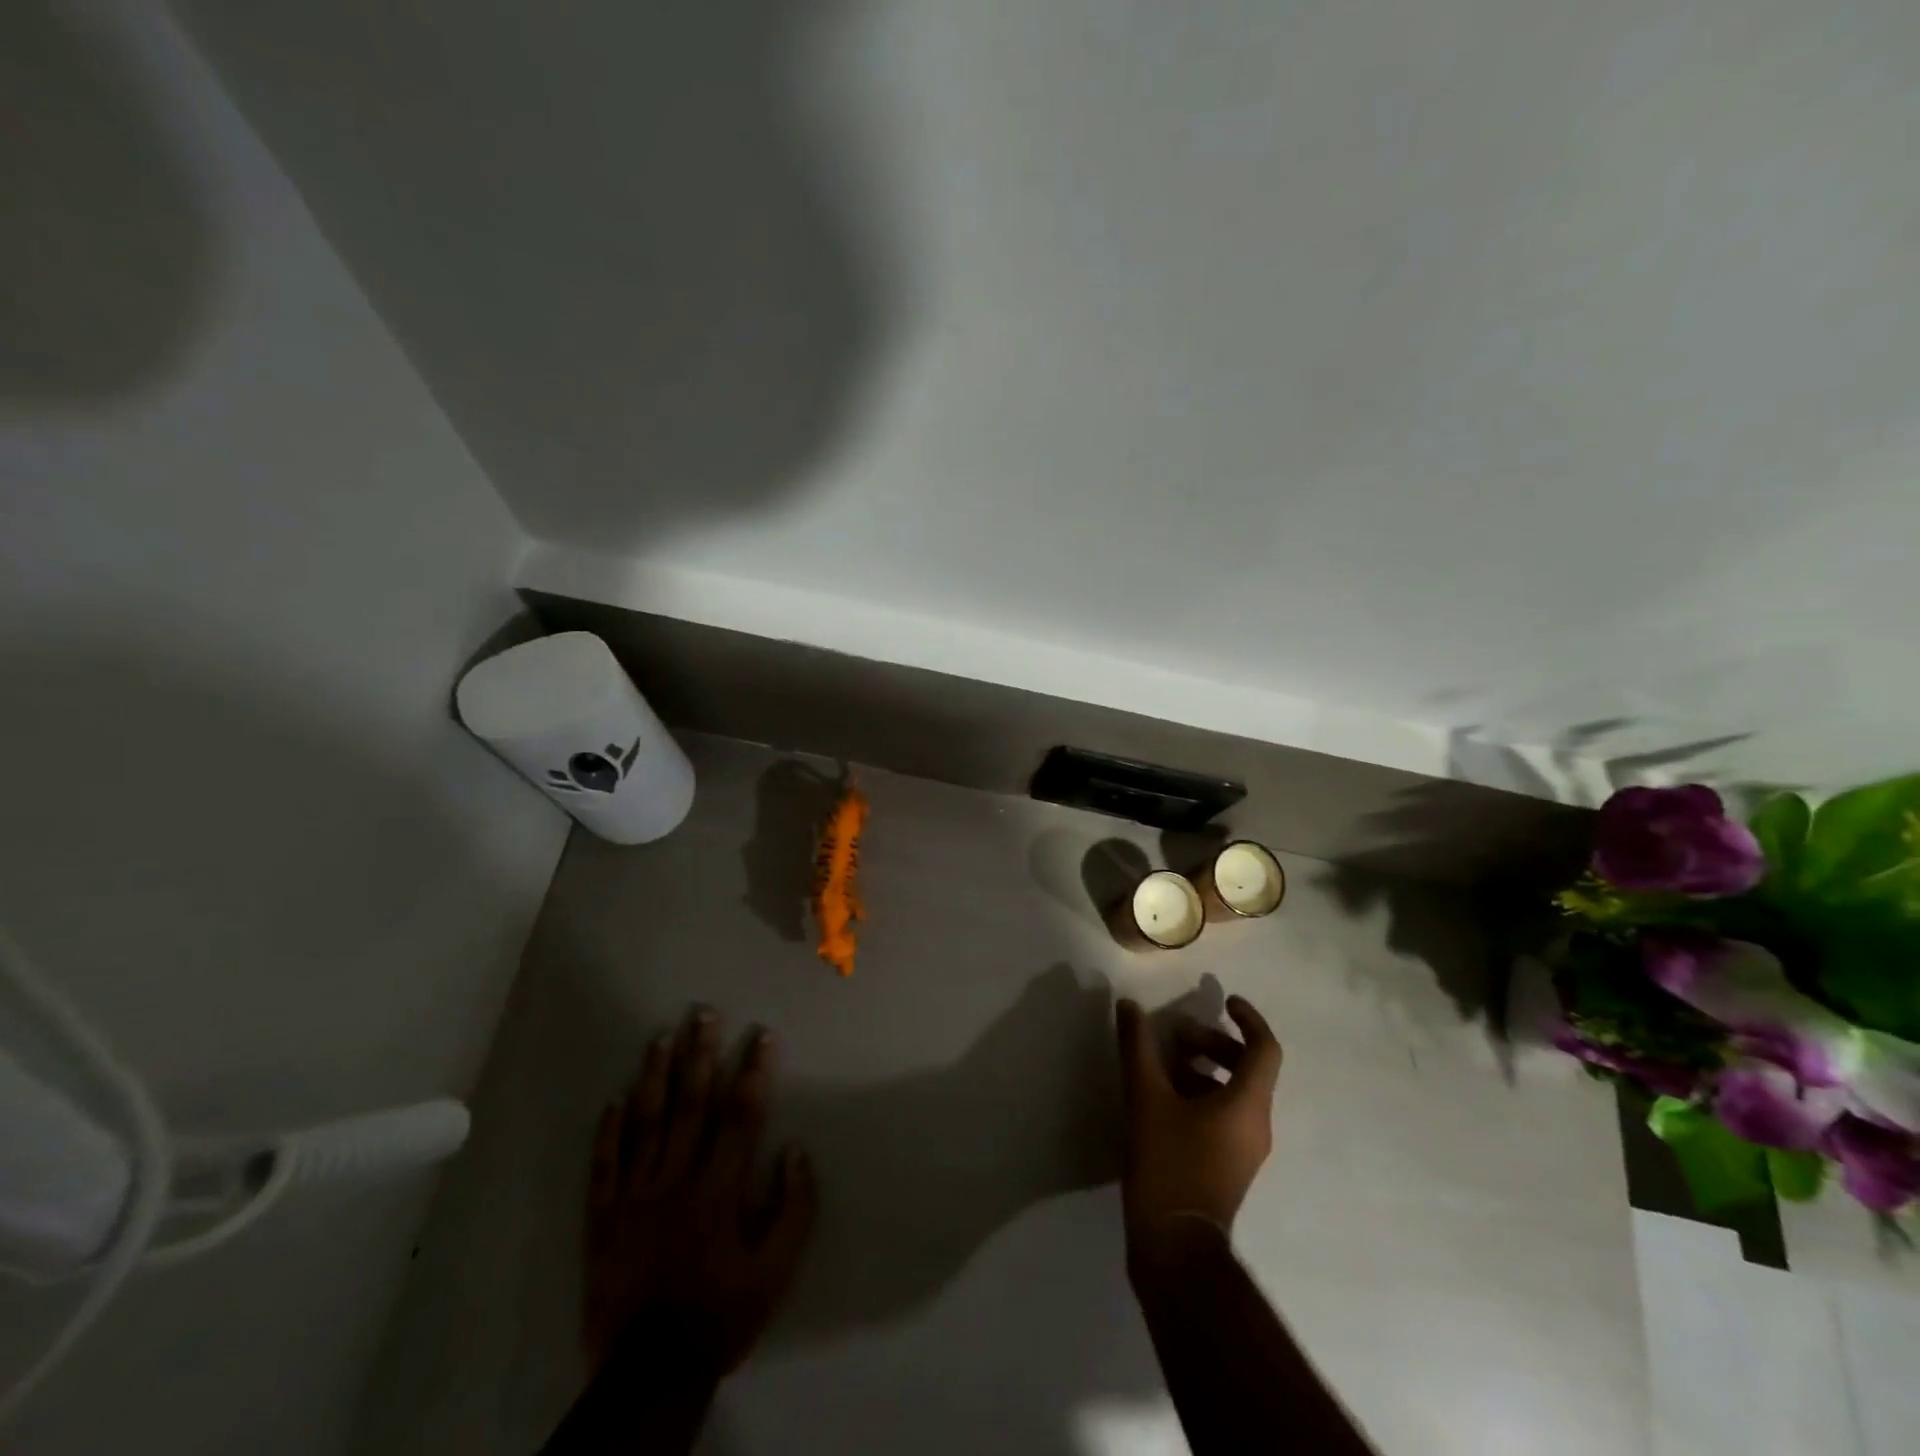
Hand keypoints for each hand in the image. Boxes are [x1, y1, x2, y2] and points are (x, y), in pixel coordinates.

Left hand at [584, 1008, 817, 1382]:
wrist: (649, 1374)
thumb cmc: (720, 1315)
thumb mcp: (775, 1273)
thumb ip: (792, 1209)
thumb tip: (796, 1150)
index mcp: (717, 1189)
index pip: (740, 1115)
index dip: (753, 1071)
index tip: (762, 1034)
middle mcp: (674, 1180)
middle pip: (690, 1105)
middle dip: (699, 1054)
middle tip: (703, 1012)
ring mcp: (634, 1196)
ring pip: (645, 1123)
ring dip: (655, 1076)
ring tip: (661, 1036)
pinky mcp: (603, 1218)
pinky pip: (604, 1166)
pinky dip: (609, 1130)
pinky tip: (615, 1097)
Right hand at [1114, 994, 1282, 1253]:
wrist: (1175, 1247)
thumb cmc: (1168, 1164)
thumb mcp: (1146, 1097)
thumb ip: (1138, 1047)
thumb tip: (1129, 1006)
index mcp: (1248, 1104)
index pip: (1265, 1048)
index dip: (1248, 1018)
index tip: (1223, 999)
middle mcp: (1256, 1124)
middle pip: (1246, 1067)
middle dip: (1211, 1042)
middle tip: (1173, 1036)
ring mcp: (1245, 1150)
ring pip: (1232, 1092)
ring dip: (1201, 1068)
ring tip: (1160, 1065)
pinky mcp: (1229, 1167)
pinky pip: (1223, 1115)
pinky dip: (1199, 1094)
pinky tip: (1161, 1098)